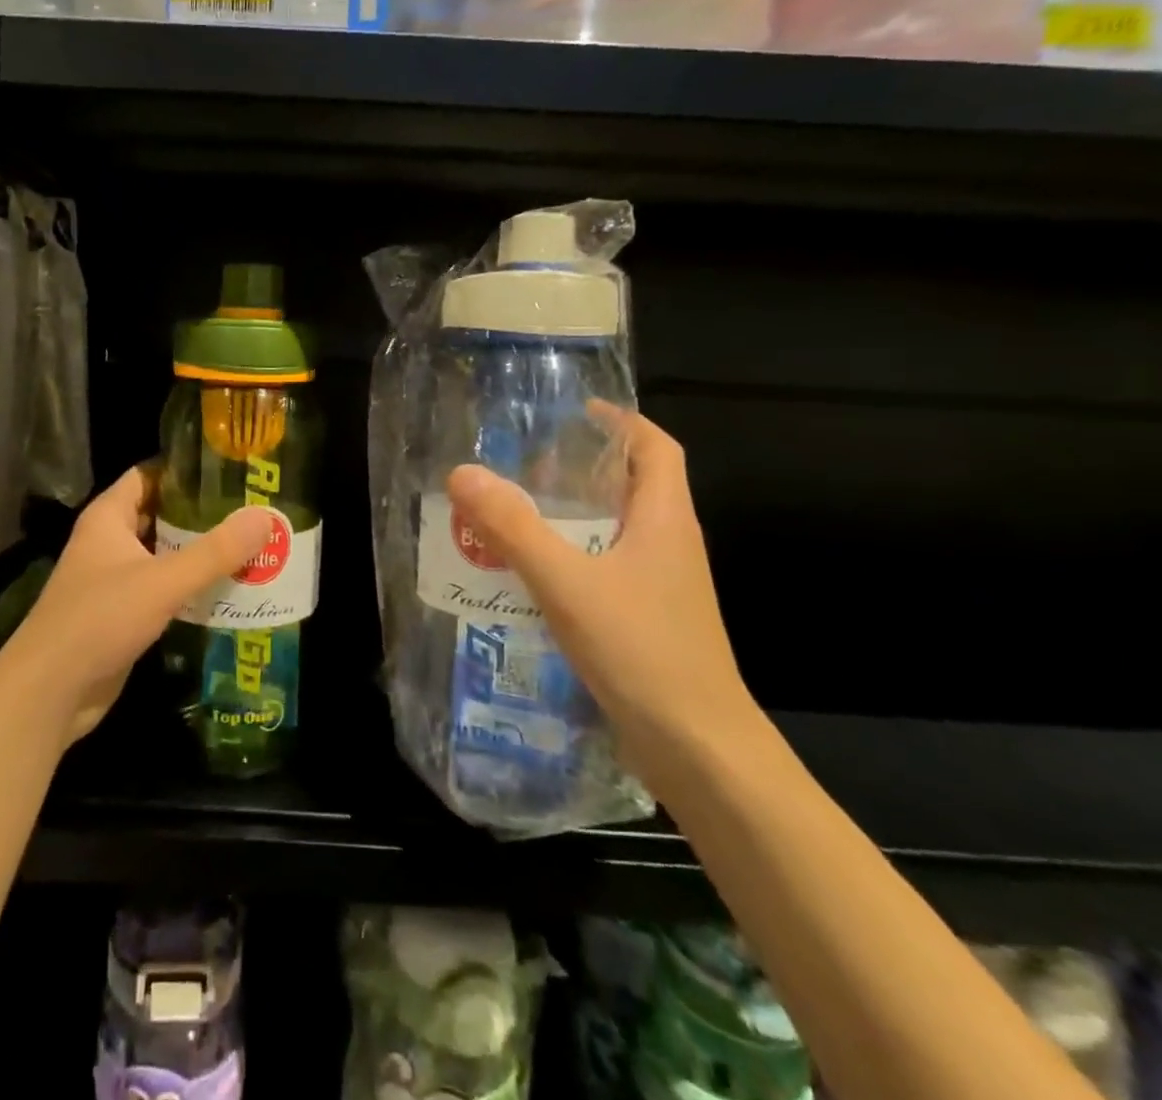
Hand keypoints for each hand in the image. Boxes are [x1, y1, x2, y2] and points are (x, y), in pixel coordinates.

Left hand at [0, 465, 271, 745]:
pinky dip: (191, 588)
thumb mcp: (163, 581)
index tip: (230, 469)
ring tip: (252, 546)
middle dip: (203, 514)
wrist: (50, 692)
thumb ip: (215, 551)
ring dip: (201, 554)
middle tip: (253, 510)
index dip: (185, 469)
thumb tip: (265, 517)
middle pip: (161, 515)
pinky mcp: (123, 615)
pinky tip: (229, 590)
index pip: (149, 475)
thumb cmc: (100, 619)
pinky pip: (163, 590)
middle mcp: (109, 542)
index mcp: (108, 518)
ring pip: (164, 555)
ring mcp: (114, 580)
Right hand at [447, 408, 760, 793]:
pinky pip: (605, 569)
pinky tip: (529, 574)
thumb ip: (513, 528)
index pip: (656, 447)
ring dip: (571, 515)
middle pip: (632, 485)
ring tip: (514, 510)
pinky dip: (570, 558)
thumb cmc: (642, 652)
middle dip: (582, 466)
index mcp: (666, 520)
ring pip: (615, 530)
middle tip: (523, 462)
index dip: (621, 420)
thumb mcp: (567, 583)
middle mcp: (670, 545)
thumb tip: (462, 473)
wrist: (699, 751)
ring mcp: (661, 586)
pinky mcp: (647, 620)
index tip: (574, 410)